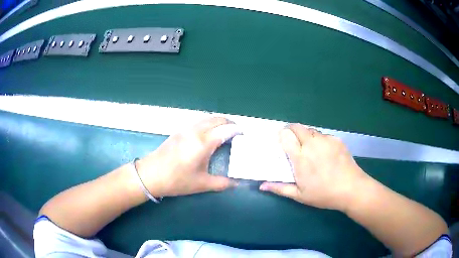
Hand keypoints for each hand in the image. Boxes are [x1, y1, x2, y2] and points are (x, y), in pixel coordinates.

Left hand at [136, 117, 241, 196]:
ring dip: (218, 121)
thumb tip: (237, 183)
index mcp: (203, 143)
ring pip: (207, 118)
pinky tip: (209, 134)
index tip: (245, 136)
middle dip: (230, 122)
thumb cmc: (176, 180)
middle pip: (217, 119)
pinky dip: (208, 123)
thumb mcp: (201, 184)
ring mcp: (185, 129)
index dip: (238, 130)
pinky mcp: (178, 131)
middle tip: (237, 132)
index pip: (226, 130)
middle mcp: (195, 131)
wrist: (150, 175)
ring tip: (225, 131)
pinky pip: (198, 121)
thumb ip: (222, 183)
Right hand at [259, 123, 368, 210]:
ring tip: (310, 150)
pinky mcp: (337, 139)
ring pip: (311, 130)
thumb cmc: (324, 194)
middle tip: (293, 143)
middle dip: (291, 131)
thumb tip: (261, 186)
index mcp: (300, 157)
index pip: (286, 135)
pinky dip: (320, 140)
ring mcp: (326, 140)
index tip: (281, 142)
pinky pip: (324, 135)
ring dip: (306, 136)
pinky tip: (325, 153)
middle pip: (297, 127)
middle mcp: (312, 144)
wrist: (352, 189)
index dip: (281, 136)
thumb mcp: (300, 195)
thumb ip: (280, 188)